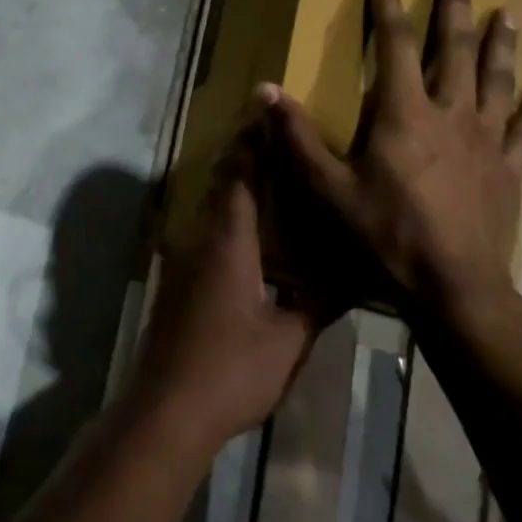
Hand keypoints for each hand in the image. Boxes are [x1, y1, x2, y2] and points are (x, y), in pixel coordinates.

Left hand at [129, 129, 324, 448]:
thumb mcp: (288, 339)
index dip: (251, 143)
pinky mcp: (176, 285)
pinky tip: (249, 240)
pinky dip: (225, 221)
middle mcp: (199, 242)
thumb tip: (354, 275)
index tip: (264, 113)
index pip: (239, 177)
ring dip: (233, 190)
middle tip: (274, 141)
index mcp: (228, 243)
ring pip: (208, 211)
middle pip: (219, 187)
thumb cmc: (231, 369)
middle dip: (243, 159)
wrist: (167, 408)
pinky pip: (203, 236)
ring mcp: (182, 263)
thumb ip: (317, 302)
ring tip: (269, 182)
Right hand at [265, 0, 521, 305]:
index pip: (395, 47)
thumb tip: (263, 90)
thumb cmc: (385, 234)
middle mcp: (450, 114)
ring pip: (495, 79)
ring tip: (507, 13)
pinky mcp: (509, 169)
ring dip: (499, 44)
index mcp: (404, 113)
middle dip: (454, 9)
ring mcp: (486, 140)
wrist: (455, 286)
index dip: (388, 10)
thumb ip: (295, 137)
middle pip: (455, 50)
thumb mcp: (327, 188)